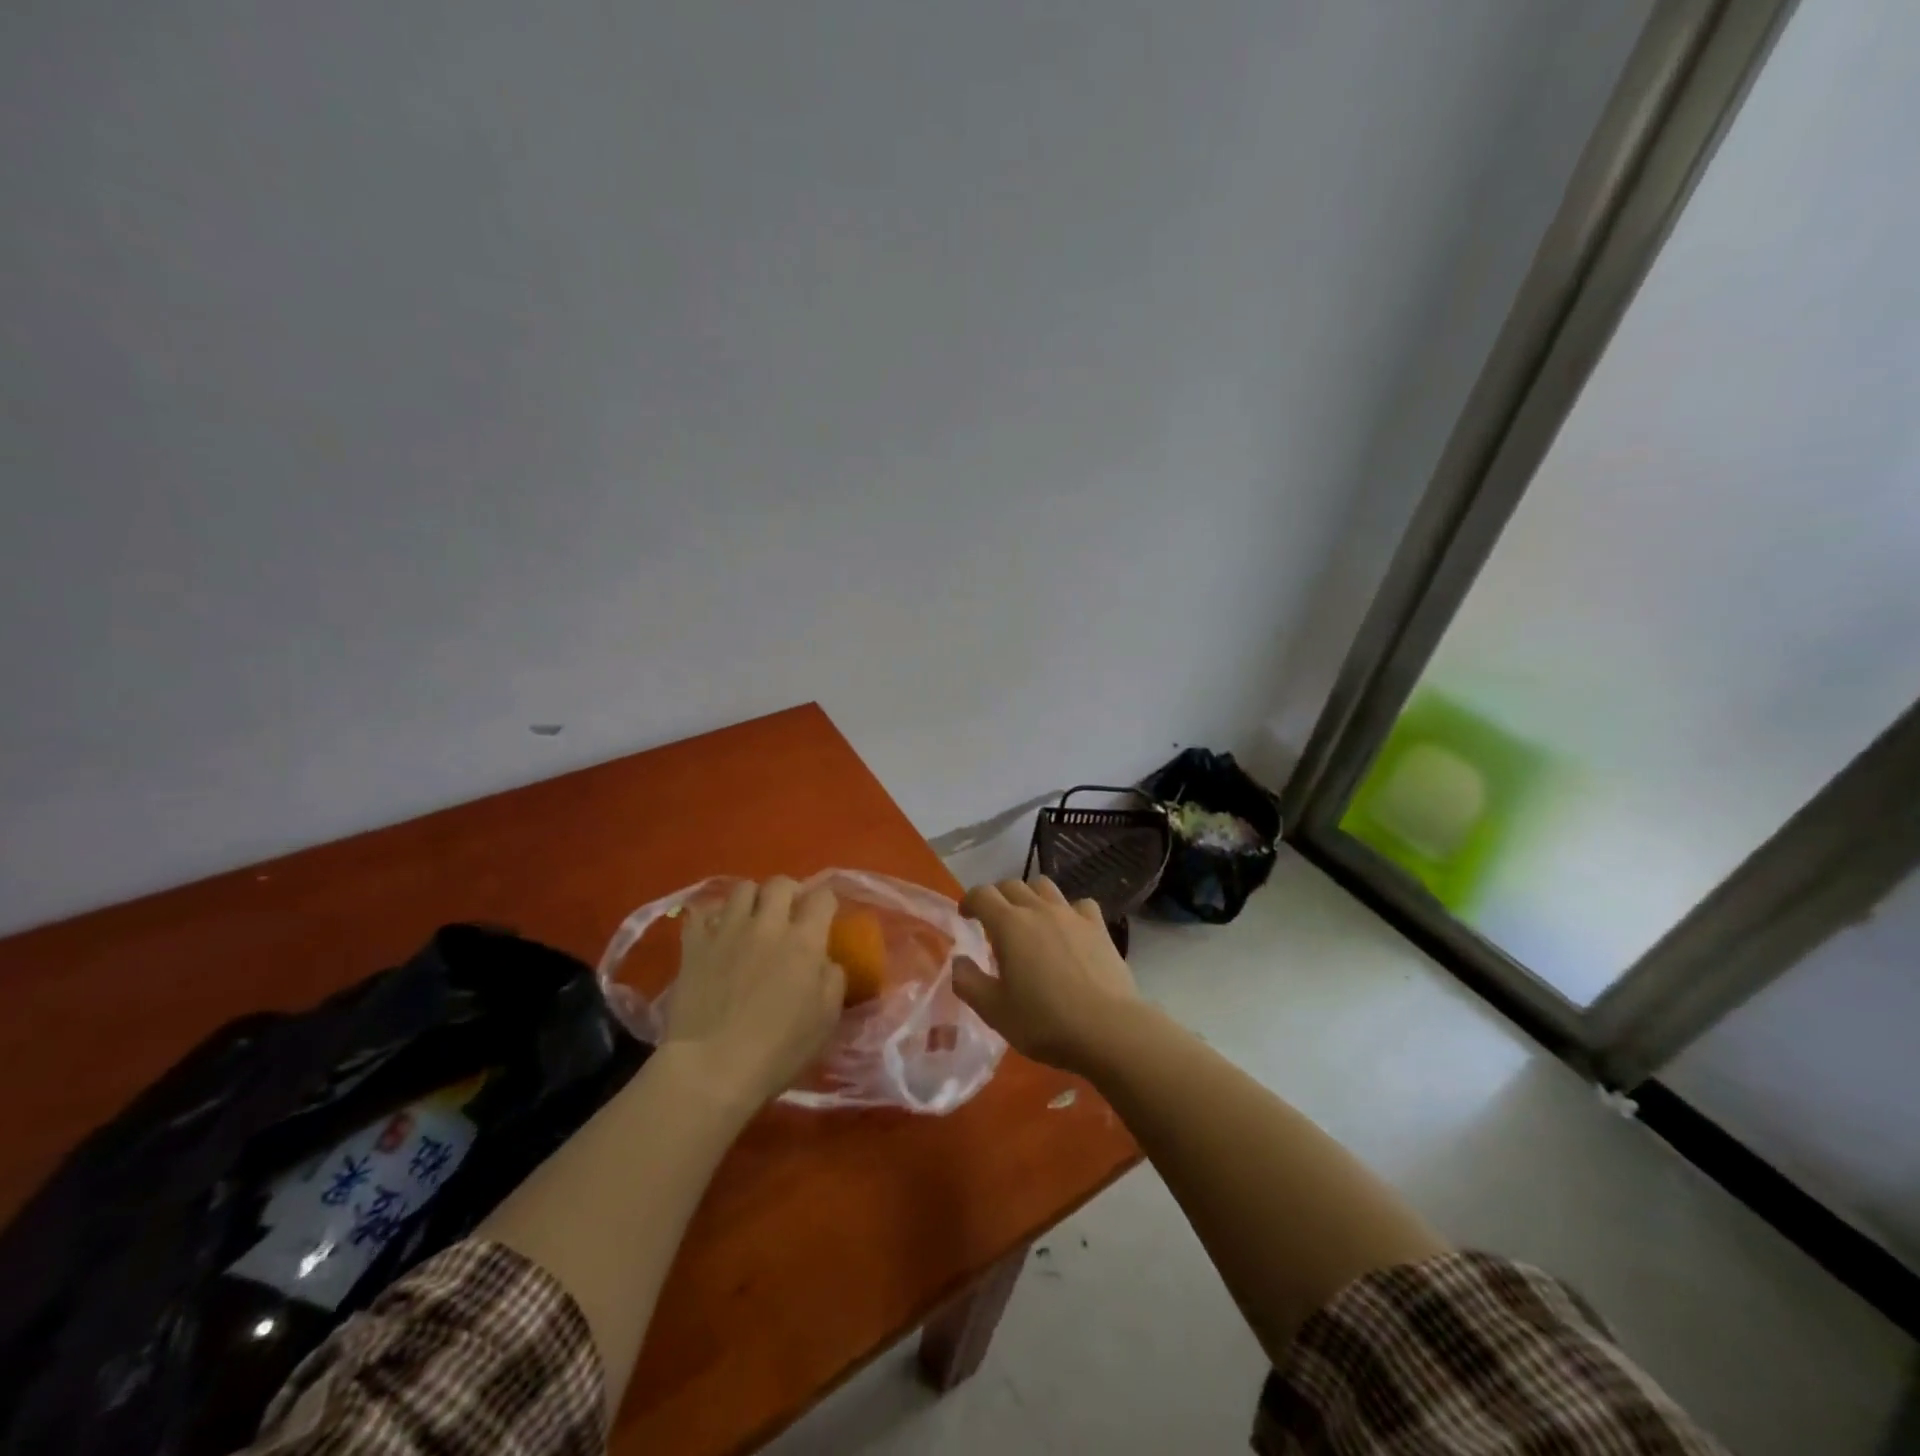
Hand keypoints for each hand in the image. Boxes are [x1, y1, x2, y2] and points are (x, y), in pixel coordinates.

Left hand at [663, 878, 846, 1113]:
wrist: (712, 1068)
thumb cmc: (778, 1050)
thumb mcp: (826, 1019)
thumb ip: (833, 979)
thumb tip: (826, 960)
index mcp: (804, 941)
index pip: (823, 897)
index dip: (827, 902)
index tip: (825, 916)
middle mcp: (767, 925)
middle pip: (780, 883)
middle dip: (790, 892)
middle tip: (789, 913)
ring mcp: (726, 931)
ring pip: (742, 889)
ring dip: (753, 900)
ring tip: (752, 919)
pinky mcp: (694, 945)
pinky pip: (701, 912)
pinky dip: (711, 917)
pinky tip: (716, 933)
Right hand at [953, 877, 1141, 1076]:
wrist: (1108, 1029)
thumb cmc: (1044, 1021)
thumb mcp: (994, 1011)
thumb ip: (969, 983)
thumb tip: (958, 961)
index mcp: (1009, 925)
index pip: (982, 894)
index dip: (969, 900)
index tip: (965, 915)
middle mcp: (1039, 909)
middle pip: (1012, 885)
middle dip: (998, 897)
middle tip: (993, 920)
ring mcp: (1072, 915)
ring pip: (1045, 887)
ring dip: (1031, 896)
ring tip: (1029, 920)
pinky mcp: (1098, 927)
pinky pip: (1079, 905)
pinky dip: (1068, 910)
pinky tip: (1069, 930)